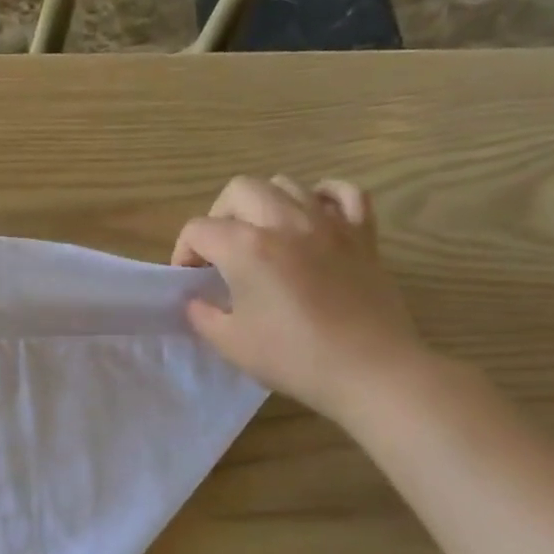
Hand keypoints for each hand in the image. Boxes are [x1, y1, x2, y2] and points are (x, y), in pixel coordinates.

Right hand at [173, 175, 428, 421]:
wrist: (369, 370)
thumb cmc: (293, 357)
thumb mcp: (230, 343)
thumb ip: (202, 314)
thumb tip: (196, 300)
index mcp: (247, 248)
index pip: (198, 230)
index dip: (183, 253)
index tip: (190, 280)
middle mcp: (285, 222)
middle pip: (239, 190)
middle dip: (219, 216)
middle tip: (221, 252)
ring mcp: (328, 223)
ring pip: (287, 184)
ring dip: (264, 204)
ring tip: (262, 236)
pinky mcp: (362, 234)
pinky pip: (345, 193)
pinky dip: (324, 196)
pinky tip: (314, 215)